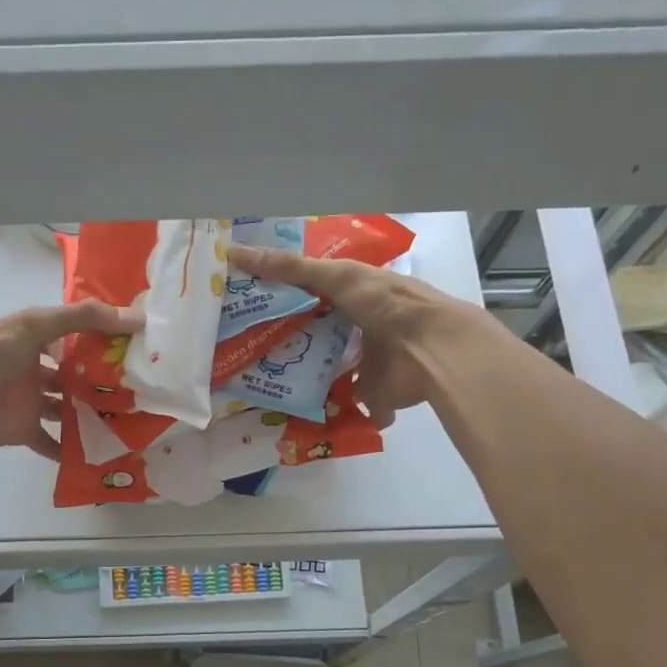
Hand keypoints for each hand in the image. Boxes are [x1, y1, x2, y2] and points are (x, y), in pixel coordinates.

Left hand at [0, 299, 142, 459]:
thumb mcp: (35, 324)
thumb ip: (82, 318)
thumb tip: (136, 318)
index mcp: (31, 338)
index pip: (72, 336)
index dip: (99, 340)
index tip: (133, 347)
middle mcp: (32, 368)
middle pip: (71, 375)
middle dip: (99, 381)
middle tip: (137, 388)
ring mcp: (29, 401)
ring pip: (65, 408)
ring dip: (89, 414)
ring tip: (126, 419)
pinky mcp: (25, 430)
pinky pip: (52, 442)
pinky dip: (70, 450)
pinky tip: (99, 451)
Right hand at [228, 245, 476, 427]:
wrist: (431, 350)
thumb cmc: (386, 304)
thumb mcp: (336, 276)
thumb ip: (290, 268)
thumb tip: (235, 252)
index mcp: (358, 295)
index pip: (315, 293)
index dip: (286, 297)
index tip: (251, 304)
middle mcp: (361, 327)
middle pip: (318, 333)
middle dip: (289, 340)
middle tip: (245, 348)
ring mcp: (365, 364)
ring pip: (326, 370)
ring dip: (302, 377)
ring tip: (258, 382)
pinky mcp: (368, 395)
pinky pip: (340, 405)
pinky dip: (323, 412)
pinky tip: (289, 414)